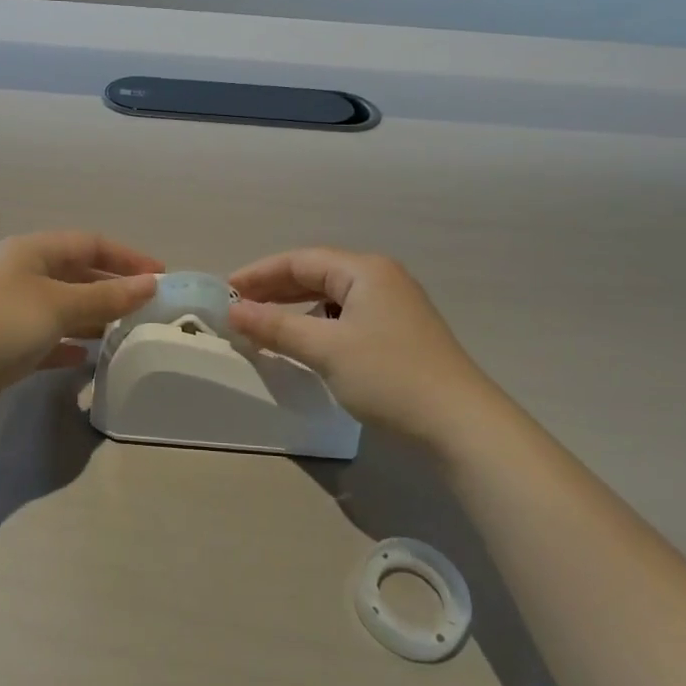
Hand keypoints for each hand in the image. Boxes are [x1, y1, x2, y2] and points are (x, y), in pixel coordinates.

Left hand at [0, 231, 161, 422]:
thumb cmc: (0, 324)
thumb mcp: (59, 305)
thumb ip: (106, 296)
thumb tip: (150, 284)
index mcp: (32, 251)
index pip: (90, 243)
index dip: (127, 257)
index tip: (161, 276)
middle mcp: (21, 274)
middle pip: (77, 274)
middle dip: (112, 288)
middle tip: (147, 309)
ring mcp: (10, 310)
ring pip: (63, 307)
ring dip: (92, 317)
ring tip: (125, 333)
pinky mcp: (3, 345)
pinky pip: (46, 338)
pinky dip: (67, 345)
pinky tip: (85, 360)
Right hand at [228, 248, 496, 437]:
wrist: (460, 424)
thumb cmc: (389, 376)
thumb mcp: (326, 349)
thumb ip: (277, 326)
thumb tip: (234, 311)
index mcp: (365, 270)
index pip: (301, 260)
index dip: (259, 274)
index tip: (226, 292)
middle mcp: (380, 279)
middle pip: (316, 275)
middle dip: (275, 290)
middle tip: (238, 309)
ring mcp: (393, 307)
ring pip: (331, 298)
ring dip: (295, 309)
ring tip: (264, 326)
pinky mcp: (398, 334)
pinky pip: (346, 318)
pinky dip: (318, 326)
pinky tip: (305, 343)